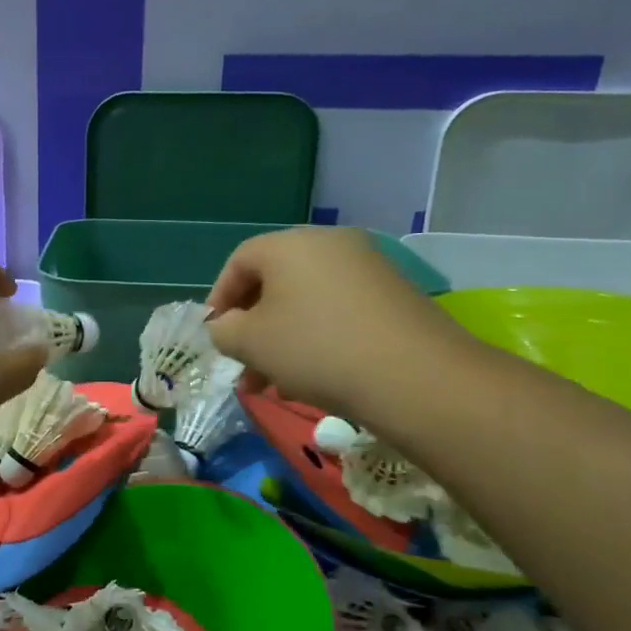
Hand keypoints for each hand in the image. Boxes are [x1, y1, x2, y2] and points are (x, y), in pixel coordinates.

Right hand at [206, 227, 473, 428]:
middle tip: (243, 367)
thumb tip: (226, 327)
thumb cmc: (316, 349)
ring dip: (283, 340)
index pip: (240, 261)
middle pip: (275, 282)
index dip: (219, 298)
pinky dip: (318, 339)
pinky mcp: (394, 295)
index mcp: (290, 244)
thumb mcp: (251, 343)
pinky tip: (314, 379)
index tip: (215, 335)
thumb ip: (224, 331)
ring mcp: (367, 267)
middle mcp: (330, 244)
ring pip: (307, 302)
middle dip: (253, 328)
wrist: (416, 375)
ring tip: (274, 386)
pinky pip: (339, 312)